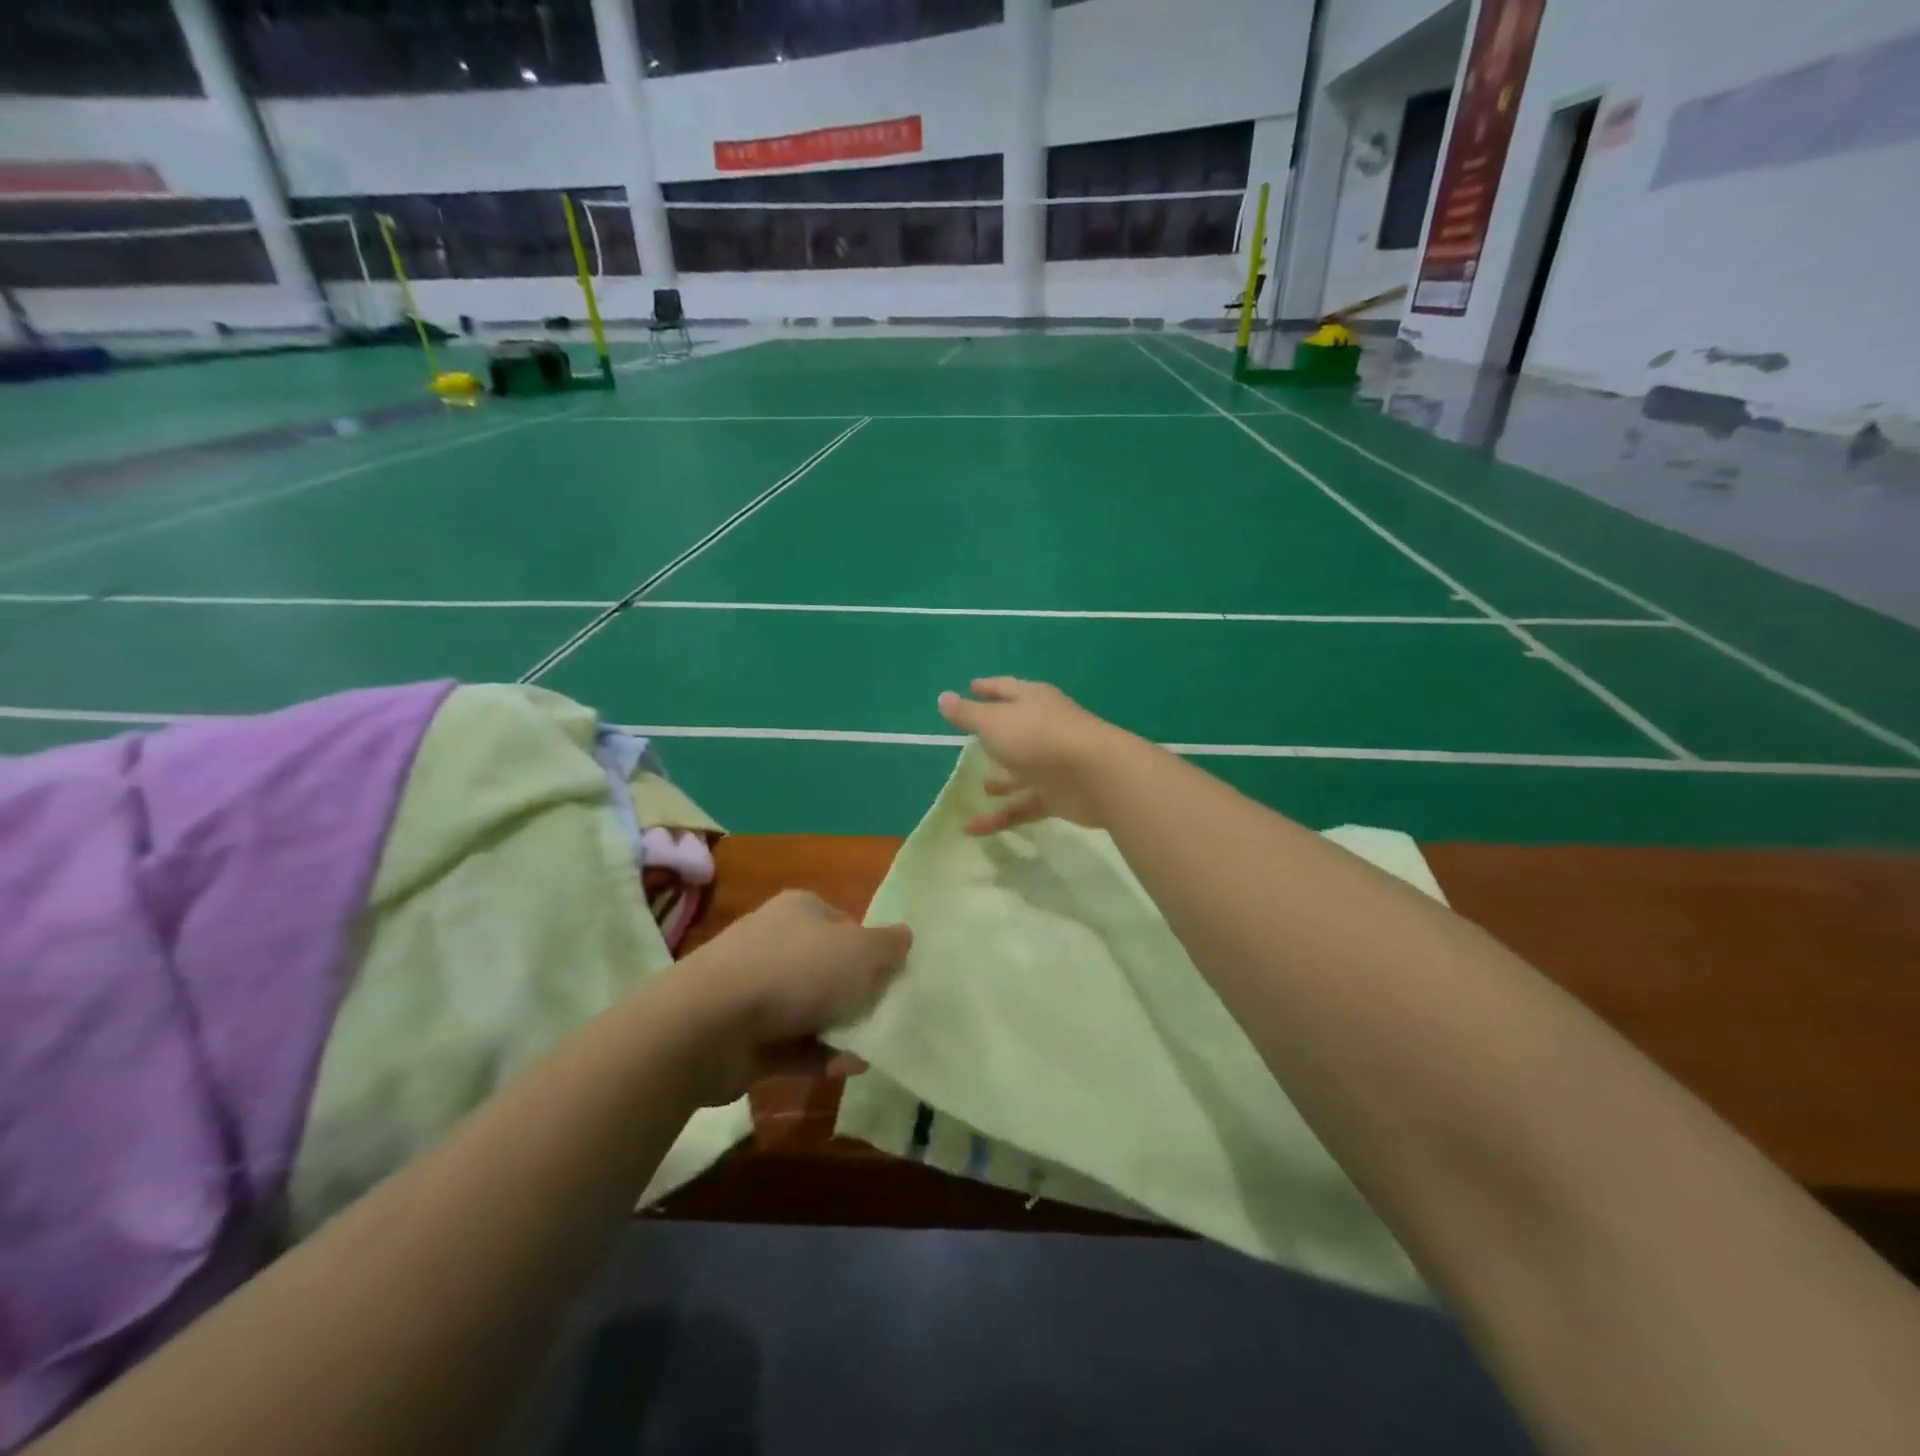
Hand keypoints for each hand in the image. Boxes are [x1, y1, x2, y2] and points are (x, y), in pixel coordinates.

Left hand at [672, 890, 911, 1103]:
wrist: (712, 1023)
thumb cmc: (797, 971)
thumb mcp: (861, 952)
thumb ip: (889, 946)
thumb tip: (905, 935)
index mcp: (802, 909)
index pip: (847, 925)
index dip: (872, 951)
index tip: (892, 979)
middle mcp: (776, 941)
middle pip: (829, 967)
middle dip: (856, 994)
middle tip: (886, 1017)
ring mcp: (755, 987)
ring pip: (810, 1008)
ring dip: (840, 1030)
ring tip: (870, 1050)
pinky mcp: (744, 1032)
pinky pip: (792, 1043)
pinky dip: (818, 1055)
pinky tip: (845, 1069)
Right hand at [936, 677, 1141, 835]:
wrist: (1095, 775)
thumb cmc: (1038, 738)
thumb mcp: (994, 723)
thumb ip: (968, 714)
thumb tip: (943, 697)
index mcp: (1032, 701)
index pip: (1005, 689)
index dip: (987, 688)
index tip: (971, 687)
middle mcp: (1044, 727)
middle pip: (1015, 729)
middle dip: (995, 735)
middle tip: (972, 740)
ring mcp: (1053, 763)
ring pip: (1021, 771)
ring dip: (1002, 779)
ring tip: (980, 786)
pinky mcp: (1058, 795)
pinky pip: (1023, 805)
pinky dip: (999, 817)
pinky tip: (971, 829)